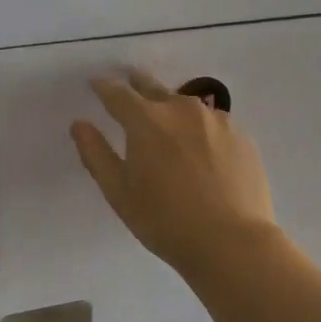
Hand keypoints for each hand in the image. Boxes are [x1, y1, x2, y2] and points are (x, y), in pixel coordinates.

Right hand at [71, 69, 277, 274]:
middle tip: (130, 79)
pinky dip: (199, 127)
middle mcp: (181, 109)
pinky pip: (212, 123)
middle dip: (137, 83)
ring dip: (171, 106)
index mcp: (146, 120)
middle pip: (153, 87)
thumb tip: (79, 124)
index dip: (104, 87)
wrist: (233, 242)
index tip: (96, 84)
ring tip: (167, 118)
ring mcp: (216, 120)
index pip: (117, 93)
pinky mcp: (241, 136)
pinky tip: (202, 147)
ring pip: (186, 104)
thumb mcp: (119, 192)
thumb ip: (96, 154)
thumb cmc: (165, 220)